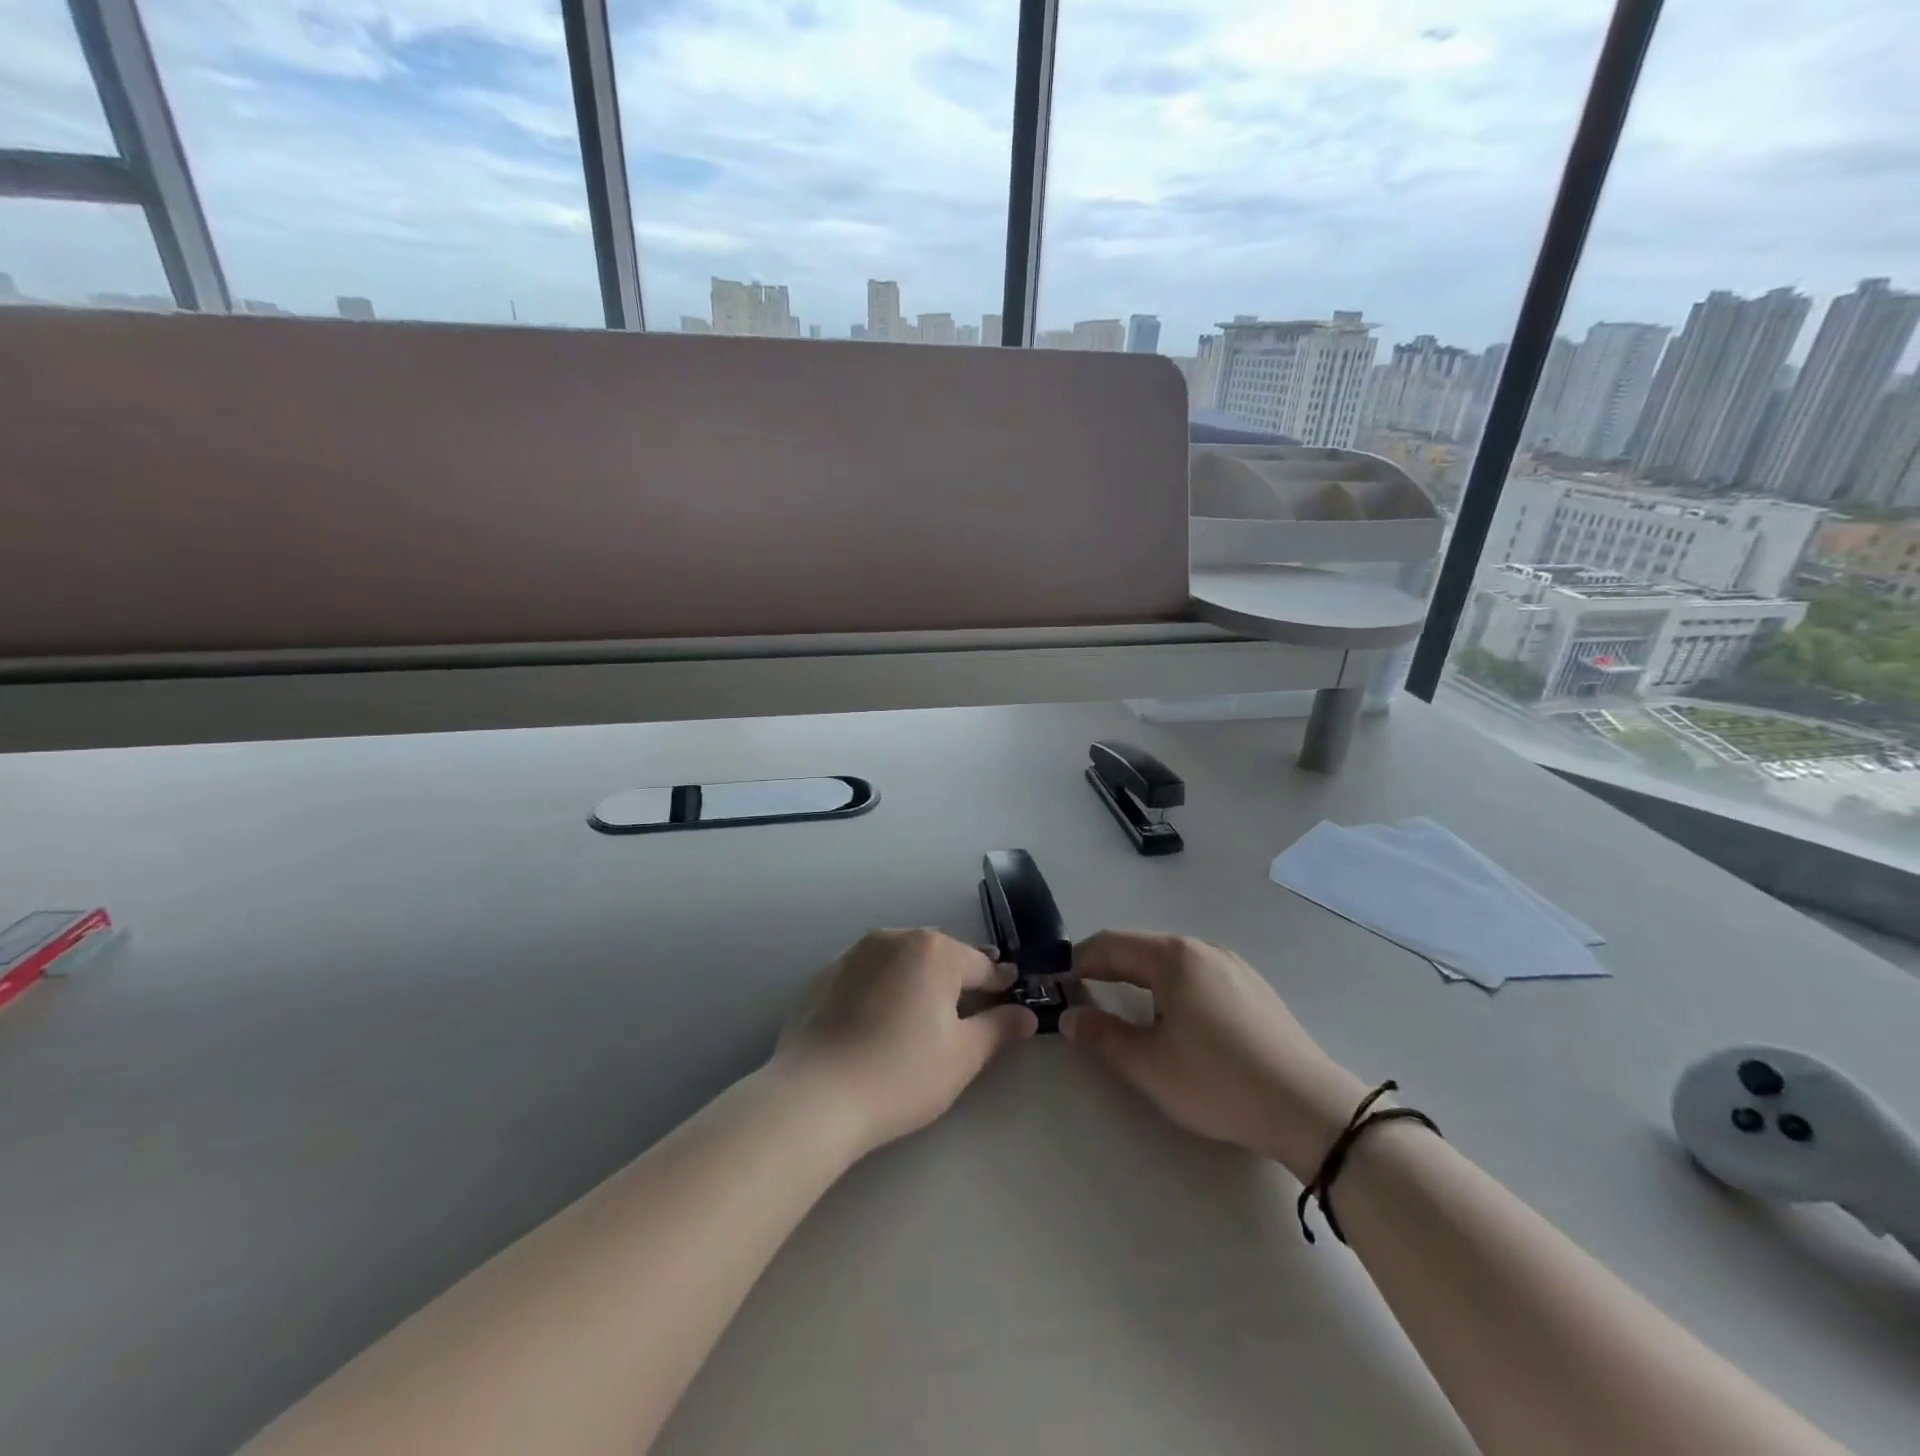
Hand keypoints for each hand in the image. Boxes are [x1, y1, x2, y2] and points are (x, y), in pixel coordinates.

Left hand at [772, 929, 1037, 1157]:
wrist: (814, 1095)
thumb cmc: (901, 1074)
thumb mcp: (963, 1056)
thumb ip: (999, 1028)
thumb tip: (1025, 1014)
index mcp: (934, 950)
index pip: (982, 964)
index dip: (1001, 982)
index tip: (1012, 993)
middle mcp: (895, 937)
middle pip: (940, 955)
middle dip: (957, 977)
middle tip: (968, 1009)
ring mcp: (855, 952)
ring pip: (901, 959)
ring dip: (917, 978)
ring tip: (921, 1014)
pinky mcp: (825, 973)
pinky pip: (868, 973)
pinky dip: (881, 988)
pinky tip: (877, 1021)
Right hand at [1062, 931, 1367, 1178]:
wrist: (1310, 1108)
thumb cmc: (1218, 1081)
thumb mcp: (1149, 1065)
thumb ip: (1102, 1037)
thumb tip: (1070, 1017)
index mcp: (1174, 957)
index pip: (1111, 945)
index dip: (1078, 960)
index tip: (1058, 981)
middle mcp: (1203, 949)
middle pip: (1142, 949)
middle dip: (1108, 968)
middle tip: (1085, 994)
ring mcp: (1235, 967)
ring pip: (1172, 963)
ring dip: (1141, 979)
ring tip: (1127, 1009)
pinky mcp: (1255, 990)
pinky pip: (1199, 977)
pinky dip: (1173, 989)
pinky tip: (1178, 1021)